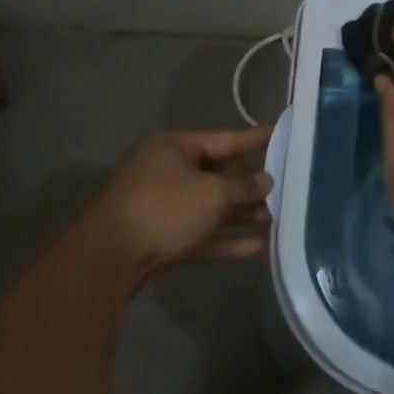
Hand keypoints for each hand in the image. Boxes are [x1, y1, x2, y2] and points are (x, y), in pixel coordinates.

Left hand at [78, 126, 273, 284]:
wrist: (108, 260)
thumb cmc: (163, 209)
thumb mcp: (212, 193)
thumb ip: (243, 186)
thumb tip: (265, 181)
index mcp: (173, 147)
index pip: (224, 138)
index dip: (254, 139)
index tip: (280, 134)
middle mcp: (166, 170)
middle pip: (217, 174)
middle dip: (249, 186)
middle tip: (285, 188)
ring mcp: (160, 206)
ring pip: (209, 206)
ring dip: (240, 215)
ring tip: (275, 220)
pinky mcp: (159, 237)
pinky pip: (199, 233)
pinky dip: (223, 239)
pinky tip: (255, 249)